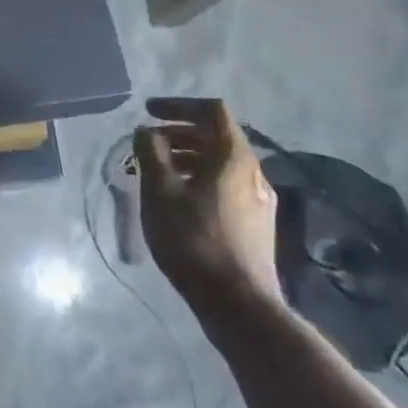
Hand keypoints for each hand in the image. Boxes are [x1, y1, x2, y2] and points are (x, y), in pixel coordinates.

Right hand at [134, 97, 283, 328]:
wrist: (238, 303)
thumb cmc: (193, 239)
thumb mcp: (159, 190)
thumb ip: (151, 153)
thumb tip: (147, 132)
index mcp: (233, 157)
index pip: (212, 111)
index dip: (178, 104)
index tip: (148, 112)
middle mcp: (253, 172)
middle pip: (216, 137)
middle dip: (179, 133)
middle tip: (147, 143)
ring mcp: (259, 200)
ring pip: (220, 164)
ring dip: (187, 158)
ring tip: (157, 173)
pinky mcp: (257, 224)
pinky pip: (225, 186)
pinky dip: (199, 179)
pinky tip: (178, 202)